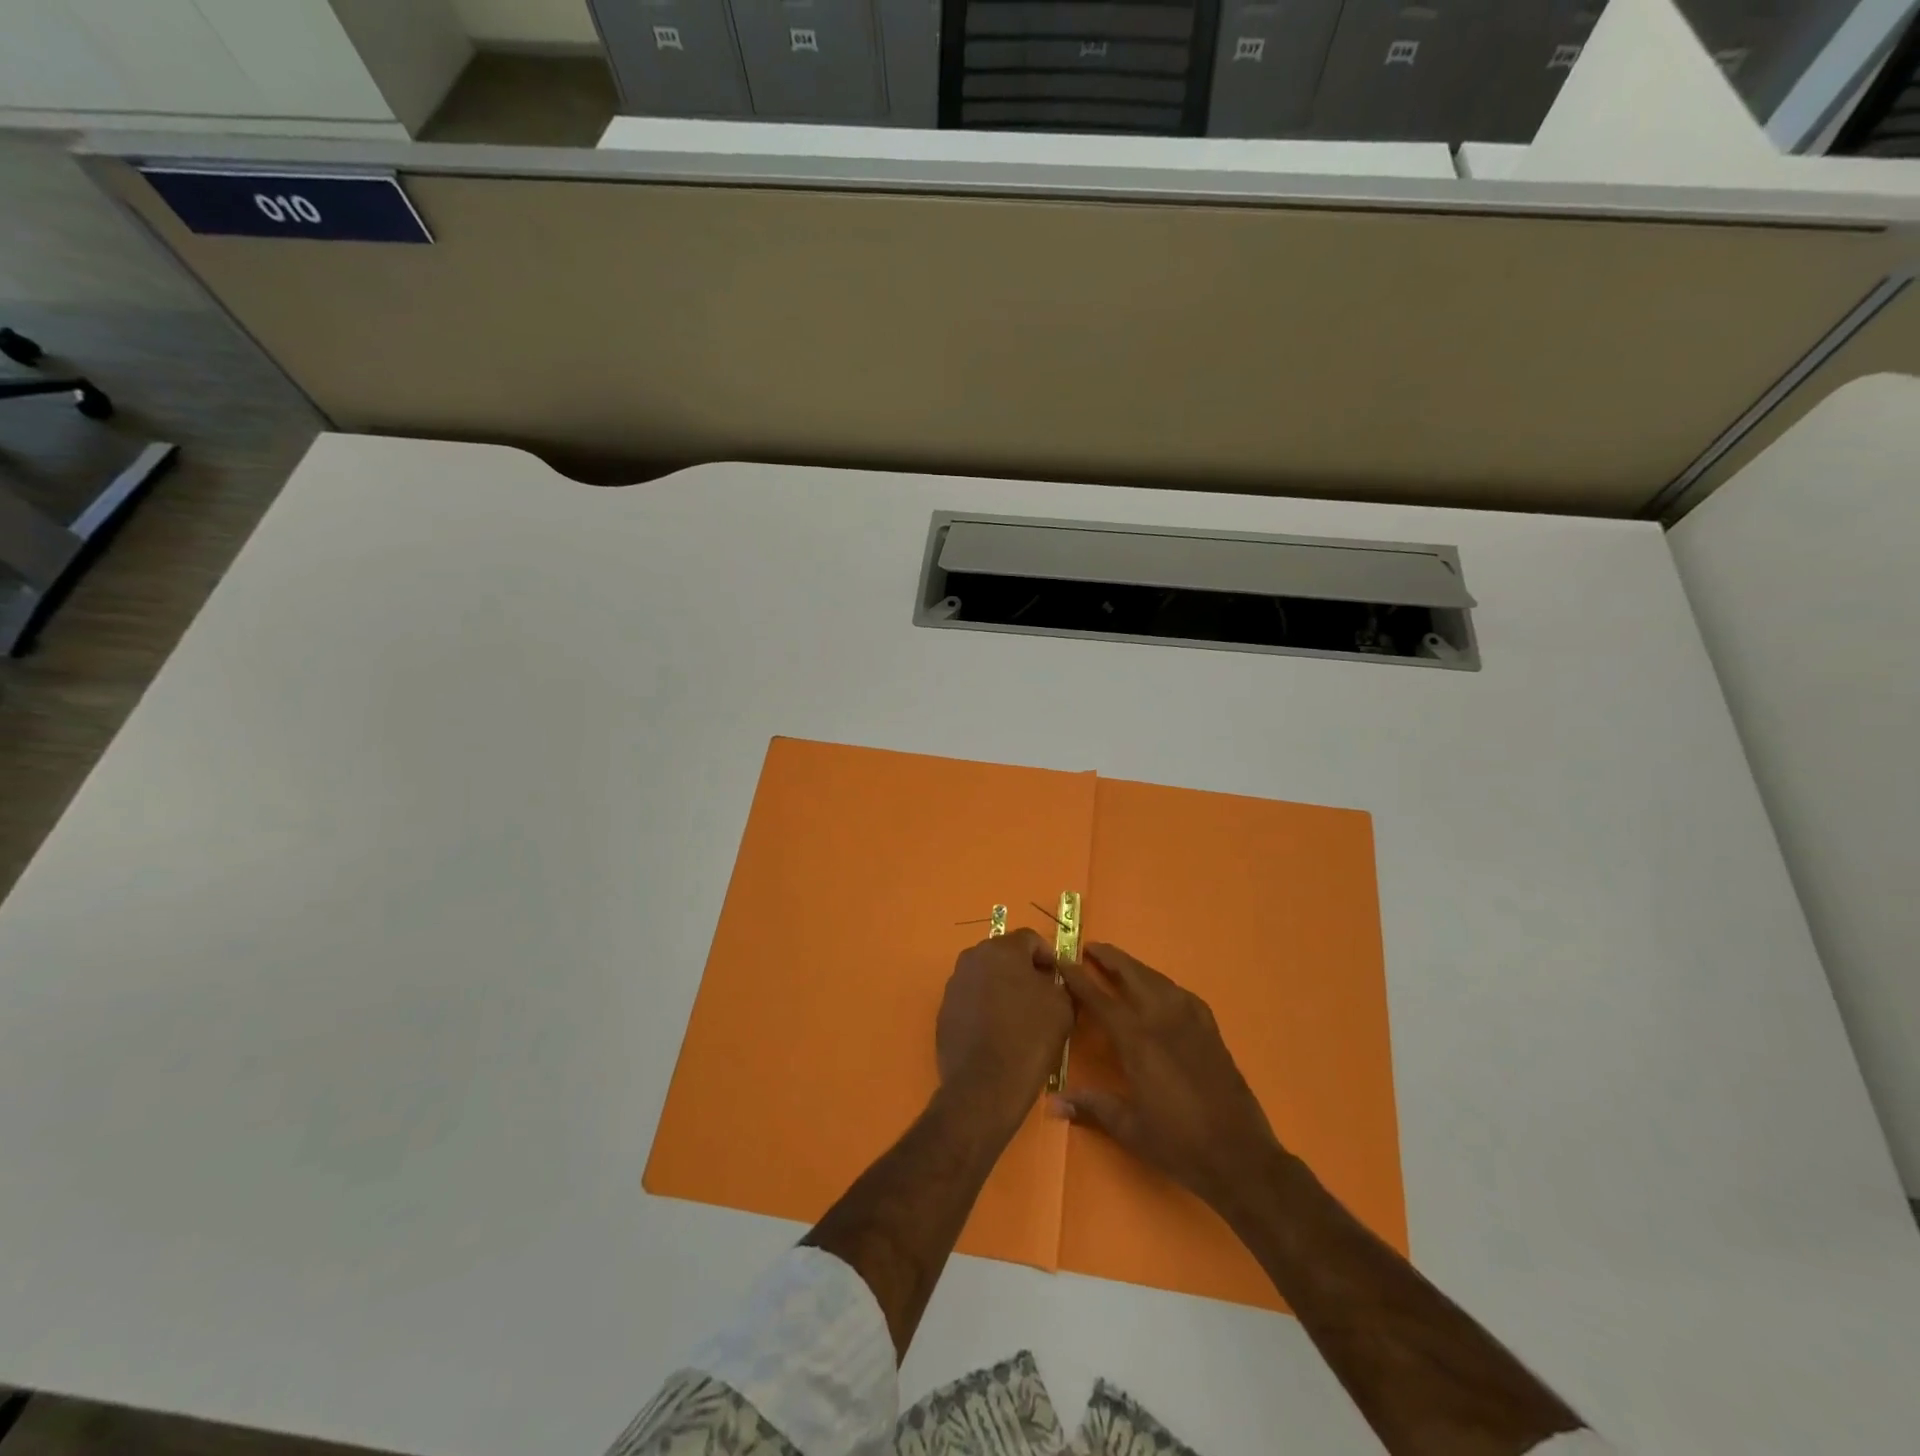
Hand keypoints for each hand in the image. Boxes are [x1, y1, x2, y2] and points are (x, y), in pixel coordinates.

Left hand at [936, 928, 1072, 1121]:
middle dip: (1022, 970)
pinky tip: (996, 1031)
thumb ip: (1058, 983)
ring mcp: (954, 984)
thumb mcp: (1062, 1007)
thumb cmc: (1029, 1039)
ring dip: (1001, 987)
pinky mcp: (944, 1009)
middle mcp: (972, 958)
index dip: (1047, 957)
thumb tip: (1049, 980)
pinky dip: (984, 1006)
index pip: (1030, 939)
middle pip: (1004, 954)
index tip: (1057, 980)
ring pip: (985, 976)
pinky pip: (971, 998)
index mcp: (1002, 949)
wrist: (984, 1086)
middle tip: (1040, 996)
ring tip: (1017, 1016)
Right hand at [1055, 942, 1280, 1216]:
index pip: (1099, 998)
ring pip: (1157, 979)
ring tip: (1119, 964)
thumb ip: (1092, 1106)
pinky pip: (1181, 994)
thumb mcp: (1129, 1127)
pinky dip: (1163, 984)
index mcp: (1137, 1040)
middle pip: (1132, 975)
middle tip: (1090, 948)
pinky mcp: (1210, 1029)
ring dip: (1135, 967)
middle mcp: (1162, 1019)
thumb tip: (1051, 1102)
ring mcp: (1190, 1020)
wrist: (1239, 1155)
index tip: (1062, 959)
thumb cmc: (1178, 1143)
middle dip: (1109, 958)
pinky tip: (1160, 990)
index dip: (1078, 978)